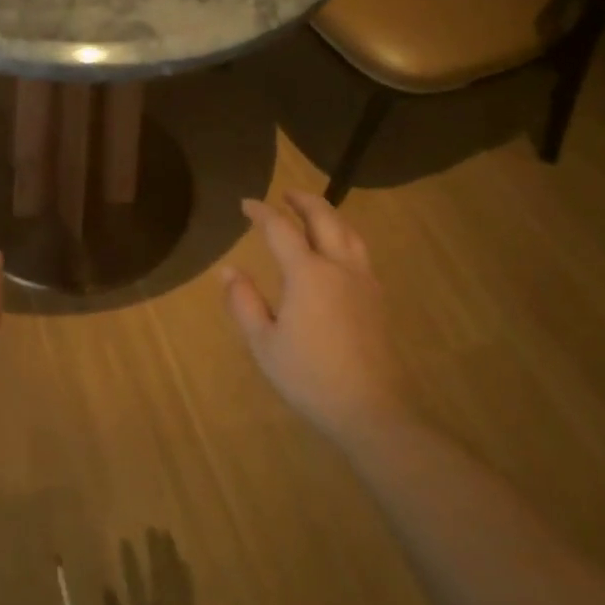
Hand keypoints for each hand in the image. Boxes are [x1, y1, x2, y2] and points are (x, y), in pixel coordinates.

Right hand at [221, 191, 404, 446]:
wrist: (370, 409)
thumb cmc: (308, 377)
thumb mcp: (264, 343)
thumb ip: (244, 302)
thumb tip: (227, 271)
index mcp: (307, 274)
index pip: (281, 229)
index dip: (261, 212)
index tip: (245, 204)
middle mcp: (338, 267)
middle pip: (324, 218)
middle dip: (303, 201)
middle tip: (285, 195)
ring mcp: (363, 282)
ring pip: (348, 232)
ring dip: (328, 214)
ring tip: (313, 212)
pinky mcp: (377, 299)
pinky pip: (360, 252)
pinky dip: (344, 236)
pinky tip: (336, 250)